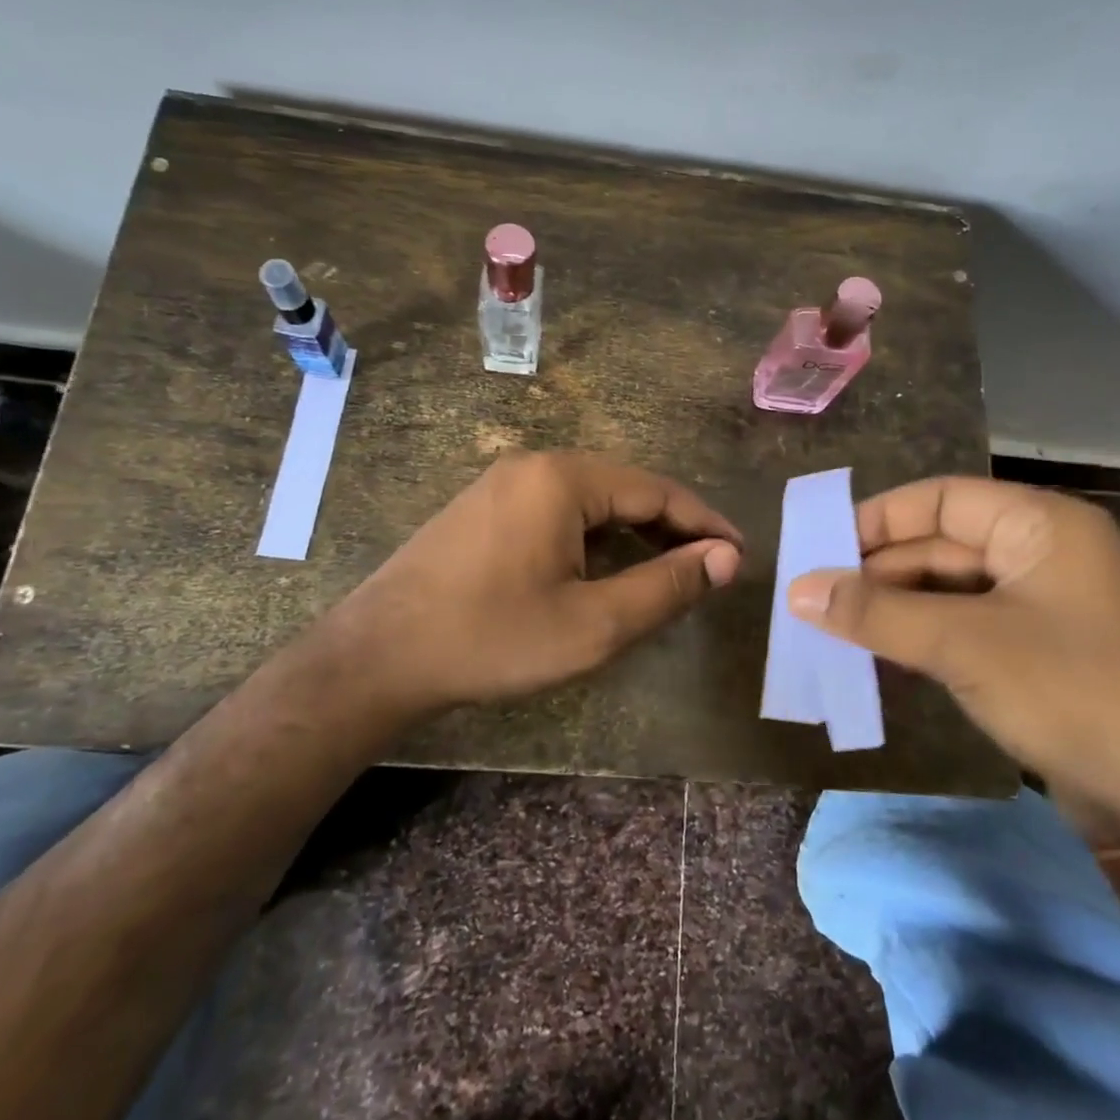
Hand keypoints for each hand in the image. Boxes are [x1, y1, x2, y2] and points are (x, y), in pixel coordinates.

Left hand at [311, 451, 741, 712]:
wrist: (378, 655)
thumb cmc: (493, 639)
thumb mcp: (593, 623)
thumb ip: (666, 587)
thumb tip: (727, 558)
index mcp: (565, 478)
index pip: (658, 491)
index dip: (705, 523)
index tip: (740, 556)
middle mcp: (535, 464)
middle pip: (625, 489)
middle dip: (673, 527)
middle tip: (710, 568)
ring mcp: (503, 483)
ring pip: (591, 500)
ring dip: (634, 532)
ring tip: (669, 570)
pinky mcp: (484, 507)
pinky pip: (558, 510)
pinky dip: (594, 535)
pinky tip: (605, 567)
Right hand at [788, 477, 1119, 846]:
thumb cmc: (1073, 694)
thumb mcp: (964, 644)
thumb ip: (876, 612)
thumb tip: (798, 589)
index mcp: (1040, 525)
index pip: (940, 498)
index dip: (877, 519)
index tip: (821, 550)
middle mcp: (1042, 553)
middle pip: (940, 544)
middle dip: (878, 571)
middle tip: (814, 599)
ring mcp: (1042, 606)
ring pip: (947, 589)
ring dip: (893, 608)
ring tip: (832, 627)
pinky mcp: (1037, 653)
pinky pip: (962, 627)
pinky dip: (919, 636)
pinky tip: (877, 655)